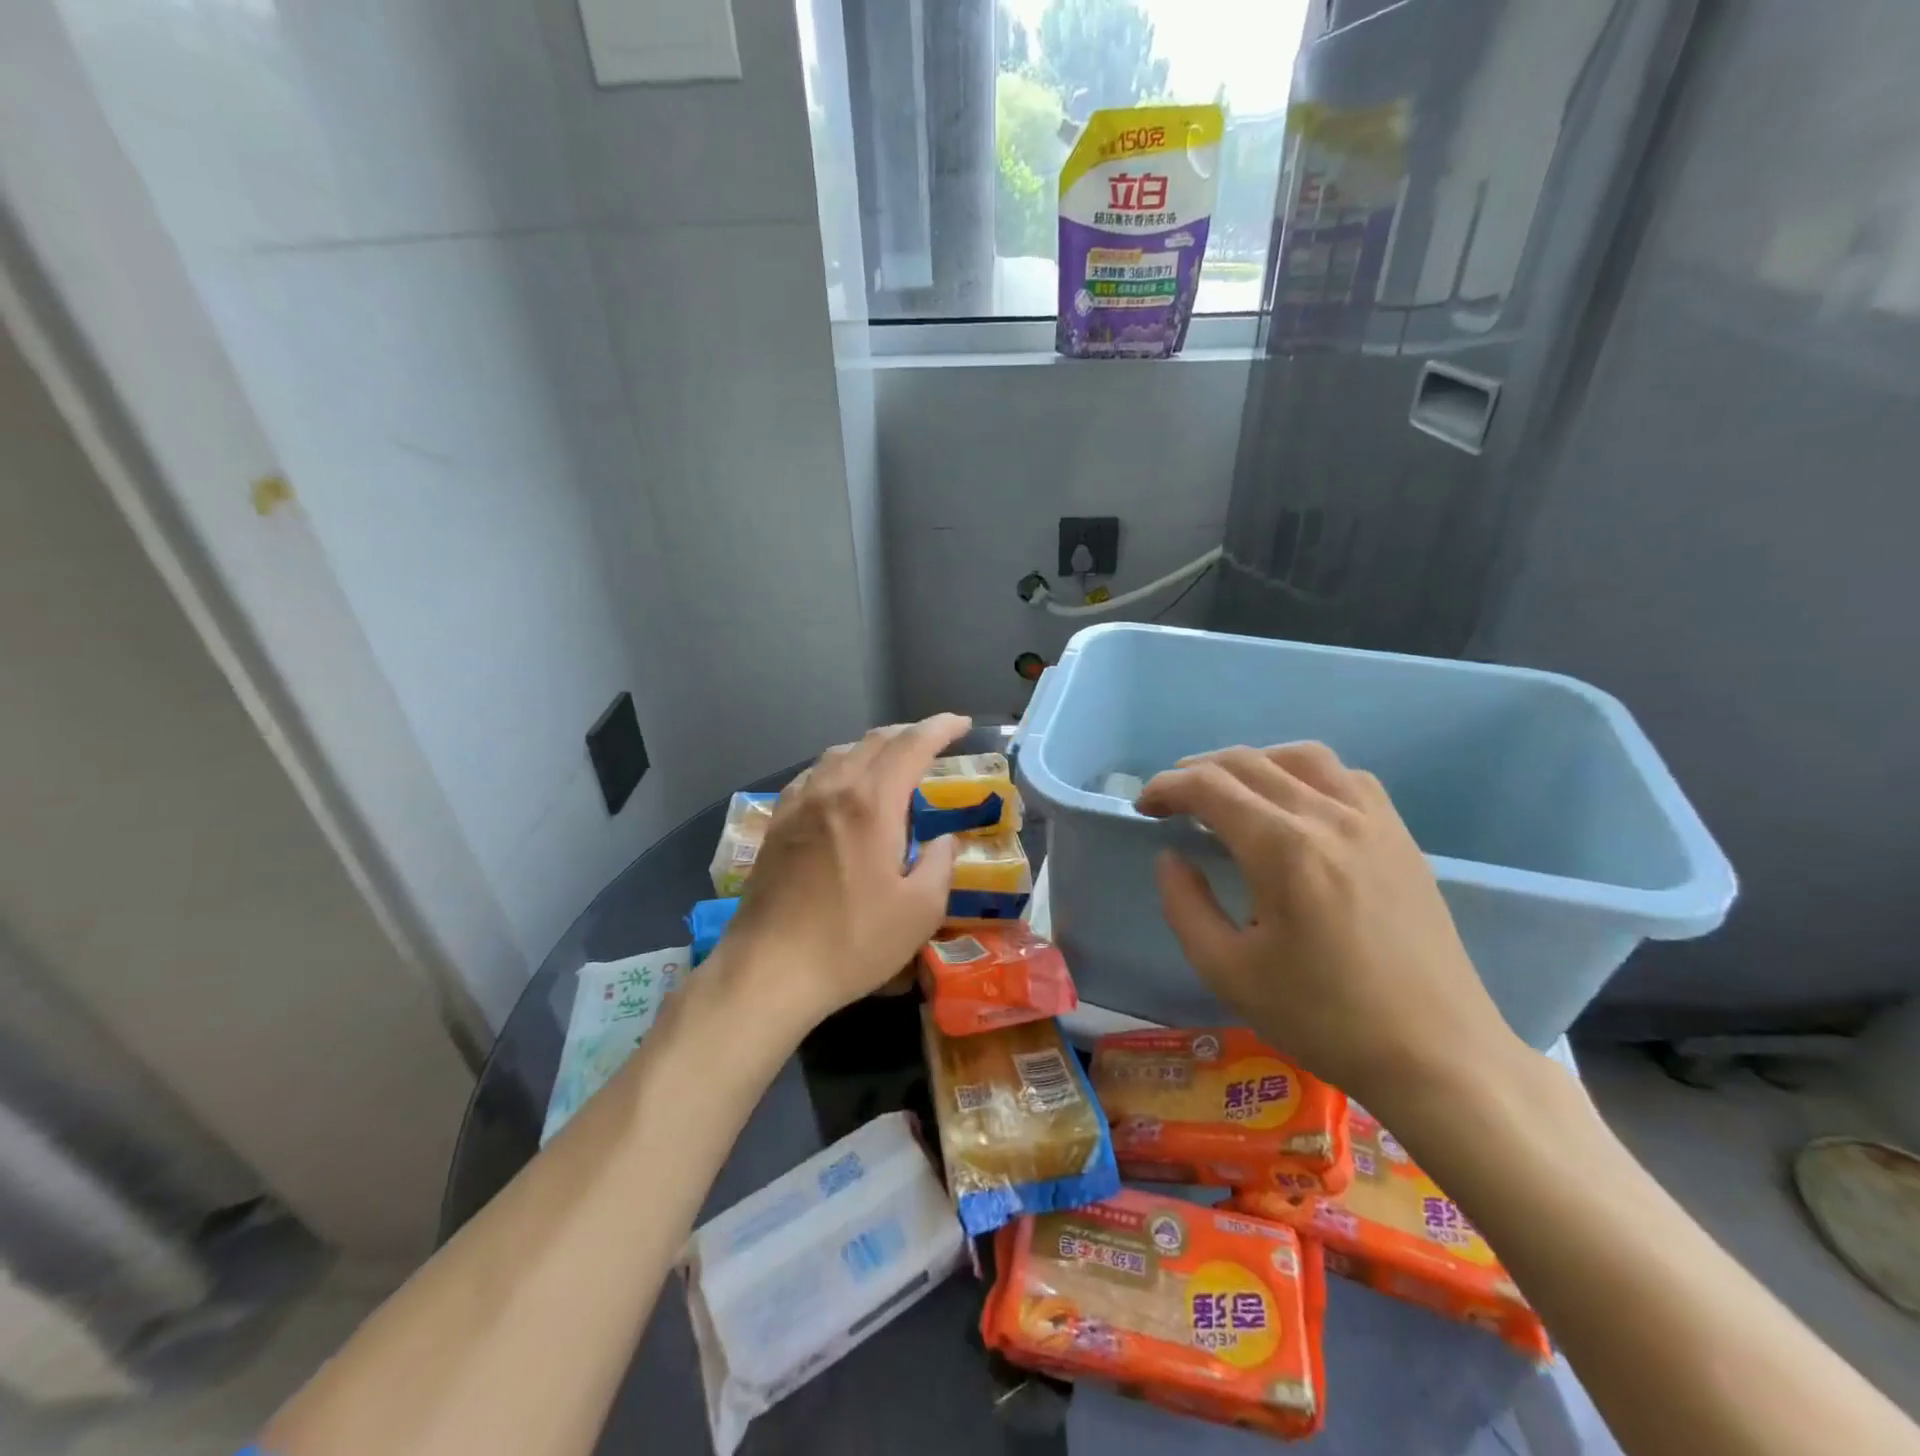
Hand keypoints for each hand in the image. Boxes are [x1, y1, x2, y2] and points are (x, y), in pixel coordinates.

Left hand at [720, 714, 971, 1030]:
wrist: (770, 969)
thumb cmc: (852, 941)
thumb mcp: (920, 911)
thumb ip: (940, 864)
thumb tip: (942, 839)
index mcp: (872, 804)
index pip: (911, 745)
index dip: (940, 728)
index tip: (962, 724)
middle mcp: (833, 790)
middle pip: (873, 742)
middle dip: (908, 733)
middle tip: (933, 741)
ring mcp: (798, 805)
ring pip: (839, 754)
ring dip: (872, 748)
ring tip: (891, 761)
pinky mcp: (777, 824)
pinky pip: (813, 776)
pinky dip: (839, 768)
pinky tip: (841, 788)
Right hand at [1137, 742, 1524, 1112]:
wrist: (1436, 1054)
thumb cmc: (1324, 1018)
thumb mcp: (1228, 972)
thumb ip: (1185, 905)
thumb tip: (1170, 857)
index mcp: (1283, 850)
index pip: (1209, 787)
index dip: (1167, 787)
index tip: (1144, 807)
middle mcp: (1328, 817)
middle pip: (1248, 762)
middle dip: (1197, 770)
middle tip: (1171, 799)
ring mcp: (1372, 821)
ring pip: (1300, 756)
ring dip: (1251, 762)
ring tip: (1228, 790)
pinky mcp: (1400, 835)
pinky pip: (1345, 777)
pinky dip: (1304, 773)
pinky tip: (1294, 804)